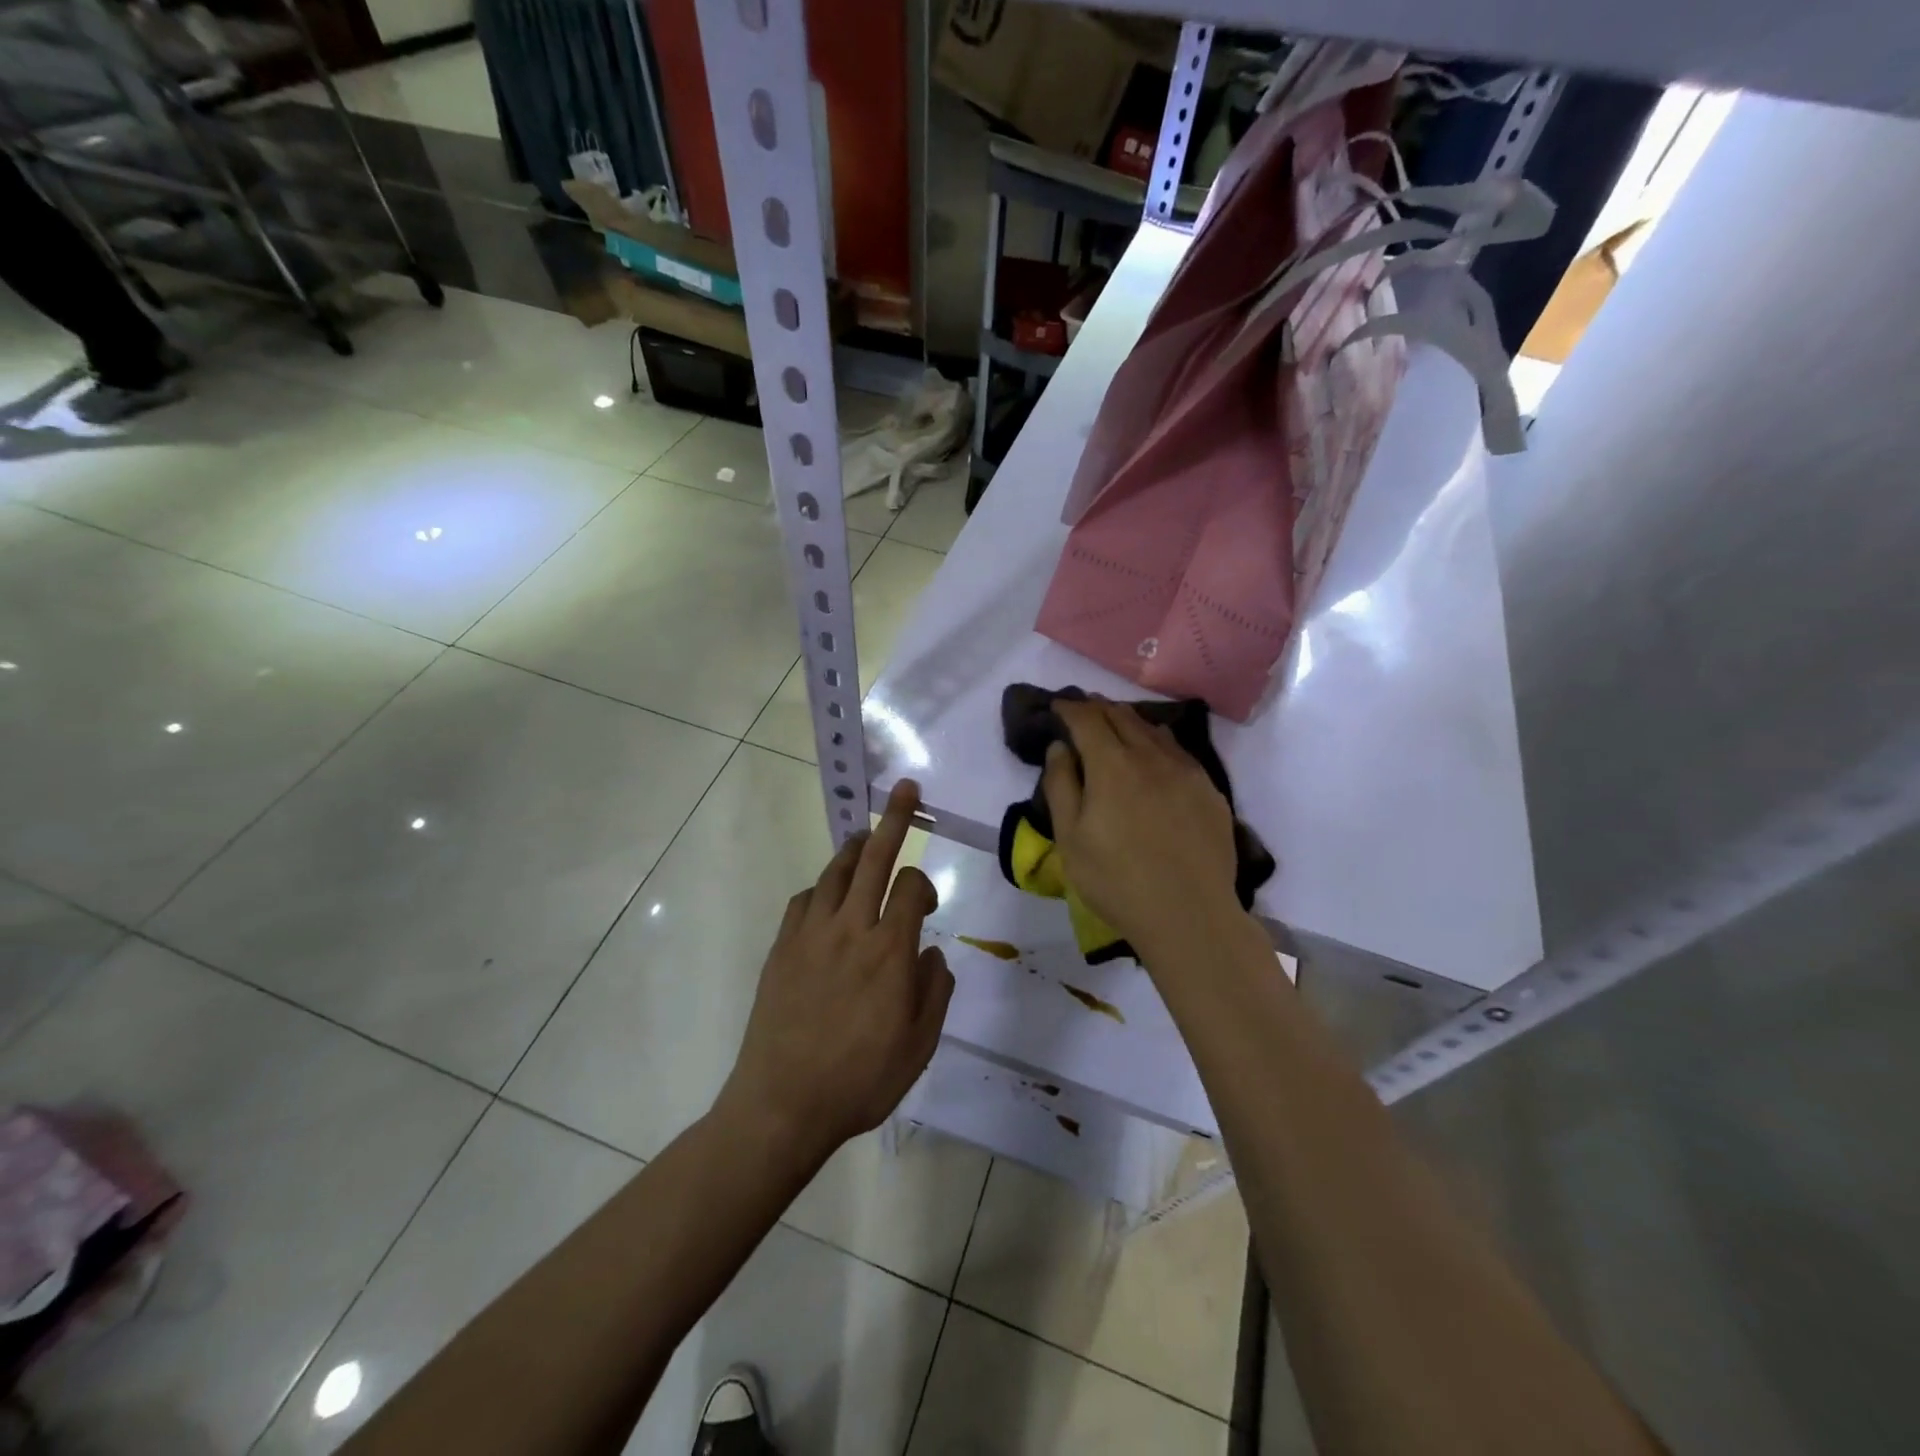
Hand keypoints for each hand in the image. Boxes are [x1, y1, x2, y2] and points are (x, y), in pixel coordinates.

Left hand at [716, 780, 953, 1164]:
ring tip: (865, 834)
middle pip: (874, 858)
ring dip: (854, 847)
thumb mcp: (920, 1045)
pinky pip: (803, 900)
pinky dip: (822, 889)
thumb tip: (930, 951)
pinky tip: (828, 898)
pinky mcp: (781, 948)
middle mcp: (850, 929)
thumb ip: (934, 989)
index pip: (910, 886)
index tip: (926, 903)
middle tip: (904, 788)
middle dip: (893, 819)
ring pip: (835, 872)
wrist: (783, 1104)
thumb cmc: (861, 1079)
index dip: (924, 882)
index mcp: (889, 950)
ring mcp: (810, 934)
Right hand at [1043, 698, 1242, 958]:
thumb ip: (1061, 785)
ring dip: (1129, 720)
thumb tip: (1060, 747)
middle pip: (1122, 716)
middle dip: (1098, 708)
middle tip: (1083, 708)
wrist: (1189, 914)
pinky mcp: (1209, 790)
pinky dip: (1158, 740)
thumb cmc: (1116, 880)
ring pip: (1154, 730)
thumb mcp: (1070, 838)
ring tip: (1115, 722)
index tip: (1058, 706)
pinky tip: (1156, 749)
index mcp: (1112, 764)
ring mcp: (1186, 771)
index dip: (1070, 707)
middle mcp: (1151, 756)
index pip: (1087, 719)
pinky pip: (1179, 750)